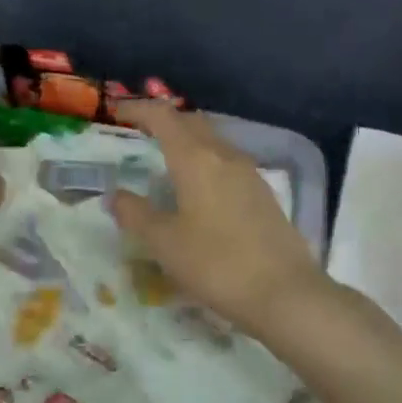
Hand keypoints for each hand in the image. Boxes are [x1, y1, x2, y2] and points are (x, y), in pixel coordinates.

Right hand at [109, 102, 324, 334]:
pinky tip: (199, 190)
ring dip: (187, 141)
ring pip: (212, 141)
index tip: (117, 113)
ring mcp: (248, 173)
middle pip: (191, 122)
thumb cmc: (217, 264)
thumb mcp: (165, 243)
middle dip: (164, 121)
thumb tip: (116, 195)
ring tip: (166, 161)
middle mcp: (224, 155)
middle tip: (140, 133)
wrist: (285, 293)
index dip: (138, 108)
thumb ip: (136, 215)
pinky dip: (205, 162)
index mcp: (196, 159)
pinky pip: (227, 162)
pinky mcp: (263, 193)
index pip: (163, 116)